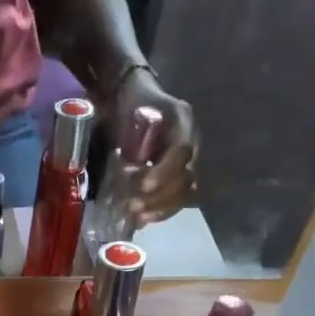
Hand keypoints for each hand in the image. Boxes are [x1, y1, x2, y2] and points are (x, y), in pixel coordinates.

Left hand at [113, 67, 197, 223]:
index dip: (164, 171)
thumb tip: (121, 166)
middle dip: (161, 196)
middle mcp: (192, 138)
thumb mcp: (127, 112)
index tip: (142, 186)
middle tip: (134, 207)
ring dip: (162, 207)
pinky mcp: (180, 172)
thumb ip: (128, 136)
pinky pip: (178, 196)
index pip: (182, 150)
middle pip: (187, 175)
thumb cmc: (128, 104)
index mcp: (182, 118)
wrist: (134, 97)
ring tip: (139, 218)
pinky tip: (144, 219)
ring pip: (186, 190)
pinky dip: (162, 210)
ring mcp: (189, 157)